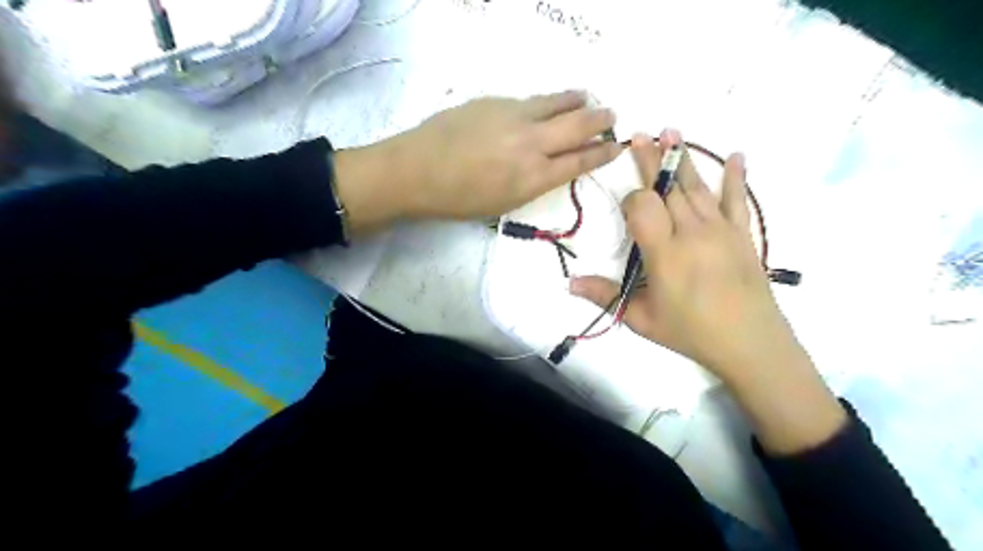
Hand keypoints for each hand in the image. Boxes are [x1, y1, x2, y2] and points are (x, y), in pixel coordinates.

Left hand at [334, 93, 615, 230]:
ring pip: (557, 102)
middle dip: (600, 120)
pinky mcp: (496, 101)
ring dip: (577, 100)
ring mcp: (514, 116)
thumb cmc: (458, 200)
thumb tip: (551, 165)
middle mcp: (532, 143)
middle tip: (612, 116)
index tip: (617, 146)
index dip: (603, 152)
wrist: (416, 171)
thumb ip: (533, 182)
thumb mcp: (504, 203)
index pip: (581, 160)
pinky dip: (547, 102)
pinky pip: (531, 100)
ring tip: (587, 99)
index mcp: (534, 177)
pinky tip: (546, 104)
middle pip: (578, 125)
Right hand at [573, 129, 801, 381]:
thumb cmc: (690, 332)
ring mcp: (720, 230)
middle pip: (668, 187)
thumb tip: (569, 283)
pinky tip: (736, 155)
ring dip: (682, 158)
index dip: (631, 200)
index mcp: (665, 252)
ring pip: (697, 187)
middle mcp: (692, 232)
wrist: (750, 344)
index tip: (627, 209)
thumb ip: (605, 296)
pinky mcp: (742, 234)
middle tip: (639, 134)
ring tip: (672, 131)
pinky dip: (735, 177)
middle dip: (651, 160)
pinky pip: (737, 200)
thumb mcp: (641, 319)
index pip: (643, 206)